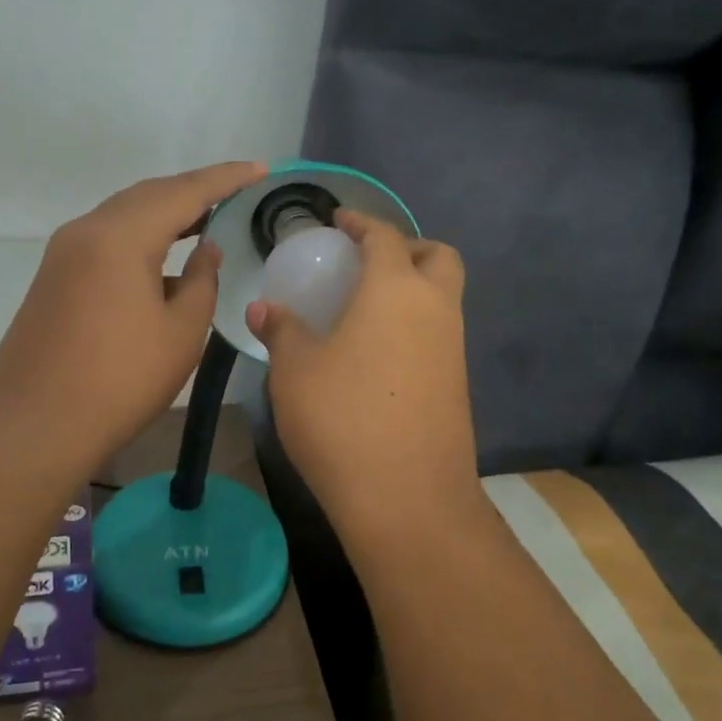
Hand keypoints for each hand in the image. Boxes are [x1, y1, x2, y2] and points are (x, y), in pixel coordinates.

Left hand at [0, 161, 266, 472]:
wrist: (35, 425)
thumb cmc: (120, 381)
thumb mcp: (180, 333)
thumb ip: (202, 281)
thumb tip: (205, 250)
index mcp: (121, 237)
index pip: (184, 192)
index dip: (226, 179)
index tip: (260, 169)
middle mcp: (87, 230)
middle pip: (149, 195)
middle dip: (194, 191)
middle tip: (235, 193)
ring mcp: (64, 252)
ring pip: (124, 214)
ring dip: (165, 212)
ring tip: (205, 218)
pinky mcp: (54, 276)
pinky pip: (106, 238)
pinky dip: (140, 235)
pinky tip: (162, 257)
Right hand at [245, 211, 481, 533]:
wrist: (408, 499)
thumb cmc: (342, 419)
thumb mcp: (295, 370)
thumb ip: (281, 330)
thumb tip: (263, 307)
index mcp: (395, 290)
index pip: (384, 236)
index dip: (361, 222)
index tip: (339, 221)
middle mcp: (435, 309)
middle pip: (437, 256)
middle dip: (407, 247)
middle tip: (366, 262)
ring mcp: (453, 349)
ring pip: (444, 297)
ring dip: (413, 287)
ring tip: (365, 308)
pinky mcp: (457, 385)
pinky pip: (440, 334)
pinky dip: (415, 325)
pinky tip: (377, 353)